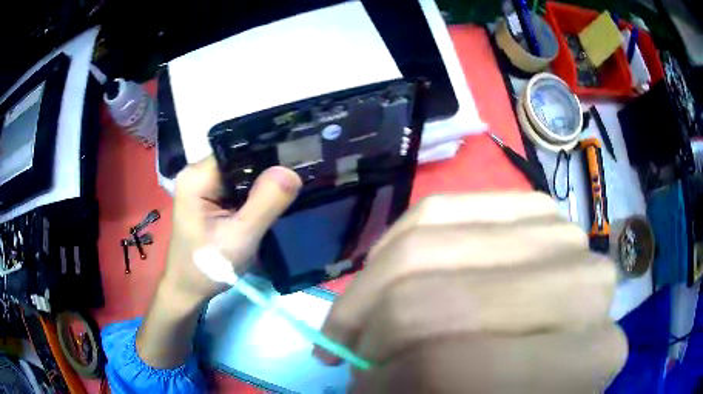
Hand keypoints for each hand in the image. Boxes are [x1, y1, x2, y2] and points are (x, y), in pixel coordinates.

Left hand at [137, 156, 300, 368]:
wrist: (189, 289)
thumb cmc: (208, 267)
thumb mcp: (240, 238)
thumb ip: (265, 204)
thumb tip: (291, 171)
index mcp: (198, 176)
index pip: (239, 150)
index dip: (268, 154)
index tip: (298, 160)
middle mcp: (198, 173)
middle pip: (241, 160)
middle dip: (268, 169)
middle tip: (300, 177)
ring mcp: (203, 185)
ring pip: (241, 173)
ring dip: (263, 182)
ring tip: (290, 188)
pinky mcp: (209, 197)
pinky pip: (237, 186)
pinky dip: (254, 193)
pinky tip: (271, 200)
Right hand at [315, 193, 626, 392]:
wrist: (562, 357)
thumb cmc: (523, 387)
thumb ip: (414, 386)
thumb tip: (357, 364)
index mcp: (583, 359)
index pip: (444, 367)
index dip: (379, 381)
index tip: (362, 385)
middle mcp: (586, 287)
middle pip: (430, 298)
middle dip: (369, 329)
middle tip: (356, 352)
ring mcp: (564, 234)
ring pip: (428, 237)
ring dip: (375, 286)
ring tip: (370, 316)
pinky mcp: (535, 207)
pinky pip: (443, 209)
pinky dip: (398, 243)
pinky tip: (392, 275)